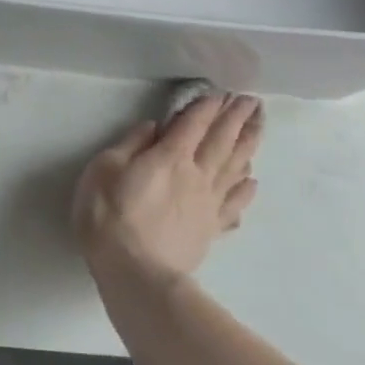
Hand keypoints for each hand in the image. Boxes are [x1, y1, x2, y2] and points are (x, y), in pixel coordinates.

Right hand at [72, 92, 262, 284]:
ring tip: (259, 126)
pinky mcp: (211, 228)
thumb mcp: (104, 170)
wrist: (136, 274)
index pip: (193, 123)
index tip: (221, 90)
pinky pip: (234, 204)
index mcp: (169, 157)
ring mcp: (208, 203)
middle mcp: (196, 175)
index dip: (207, 105)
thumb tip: (153, 127)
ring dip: (248, 144)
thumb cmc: (110, 216)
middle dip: (236, 117)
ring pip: (234, 167)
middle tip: (252, 100)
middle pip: (221, 140)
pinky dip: (245, 189)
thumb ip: (130, 145)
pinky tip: (251, 180)